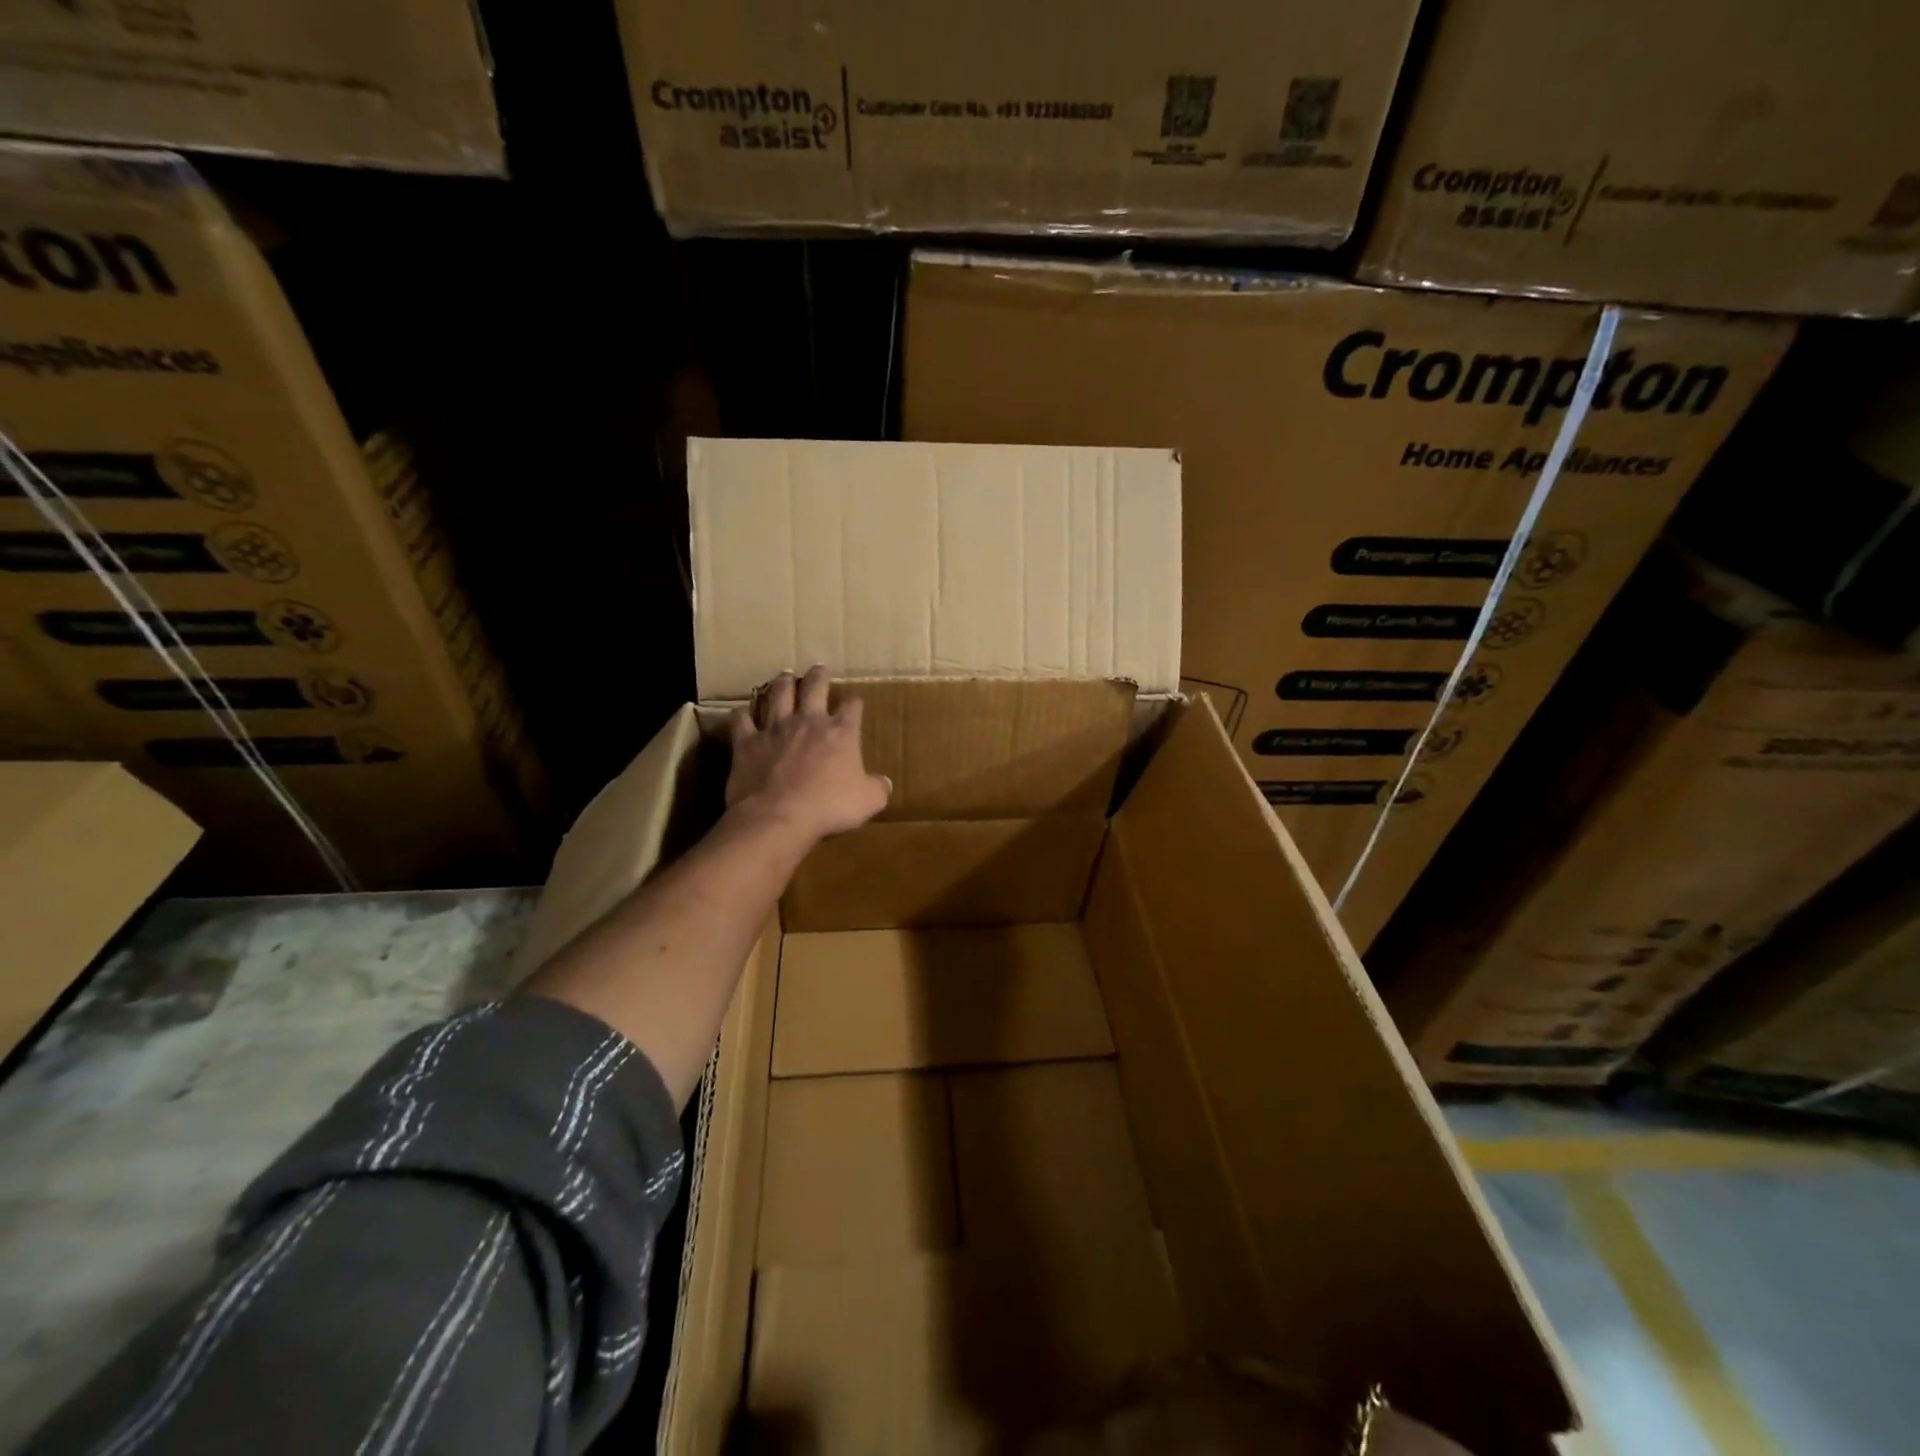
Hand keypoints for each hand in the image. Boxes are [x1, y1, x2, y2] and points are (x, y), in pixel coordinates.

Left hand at [726, 666, 890, 841]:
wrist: (779, 816)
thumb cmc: (829, 807)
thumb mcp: (868, 801)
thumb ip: (877, 788)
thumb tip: (884, 783)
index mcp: (841, 733)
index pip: (852, 707)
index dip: (854, 703)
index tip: (855, 703)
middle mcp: (809, 722)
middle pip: (815, 687)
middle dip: (819, 676)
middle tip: (819, 668)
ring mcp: (775, 729)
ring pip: (778, 695)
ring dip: (782, 683)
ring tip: (785, 676)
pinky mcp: (747, 742)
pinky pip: (742, 721)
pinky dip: (742, 715)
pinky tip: (742, 713)